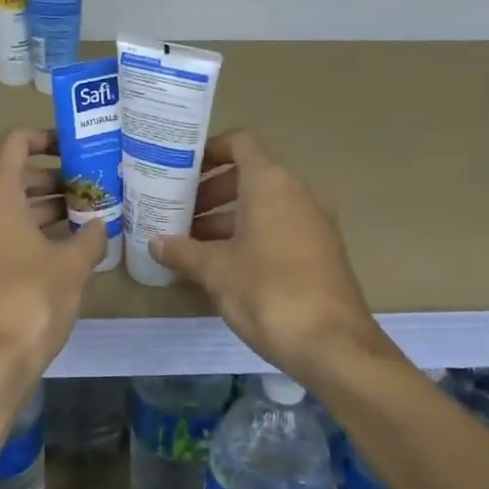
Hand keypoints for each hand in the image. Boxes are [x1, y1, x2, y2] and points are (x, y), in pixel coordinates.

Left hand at [0, 127, 106, 390]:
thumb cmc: (32, 298)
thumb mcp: (72, 263)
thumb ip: (91, 236)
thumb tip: (100, 224)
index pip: (16, 143)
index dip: (45, 136)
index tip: (78, 147)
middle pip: (18, 176)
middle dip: (57, 177)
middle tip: (95, 185)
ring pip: (15, 209)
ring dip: (50, 208)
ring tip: (92, 214)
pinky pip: (10, 235)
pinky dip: (38, 233)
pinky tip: (73, 248)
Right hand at [153, 129, 386, 377]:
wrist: (333, 345)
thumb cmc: (268, 292)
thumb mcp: (216, 271)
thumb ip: (183, 251)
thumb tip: (156, 242)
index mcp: (271, 183)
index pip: (240, 142)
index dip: (209, 150)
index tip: (181, 172)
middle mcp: (297, 192)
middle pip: (249, 175)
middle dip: (210, 191)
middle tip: (178, 213)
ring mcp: (314, 222)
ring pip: (263, 205)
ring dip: (227, 218)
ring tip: (192, 244)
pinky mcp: (321, 251)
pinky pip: (279, 228)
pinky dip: (250, 236)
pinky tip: (222, 267)